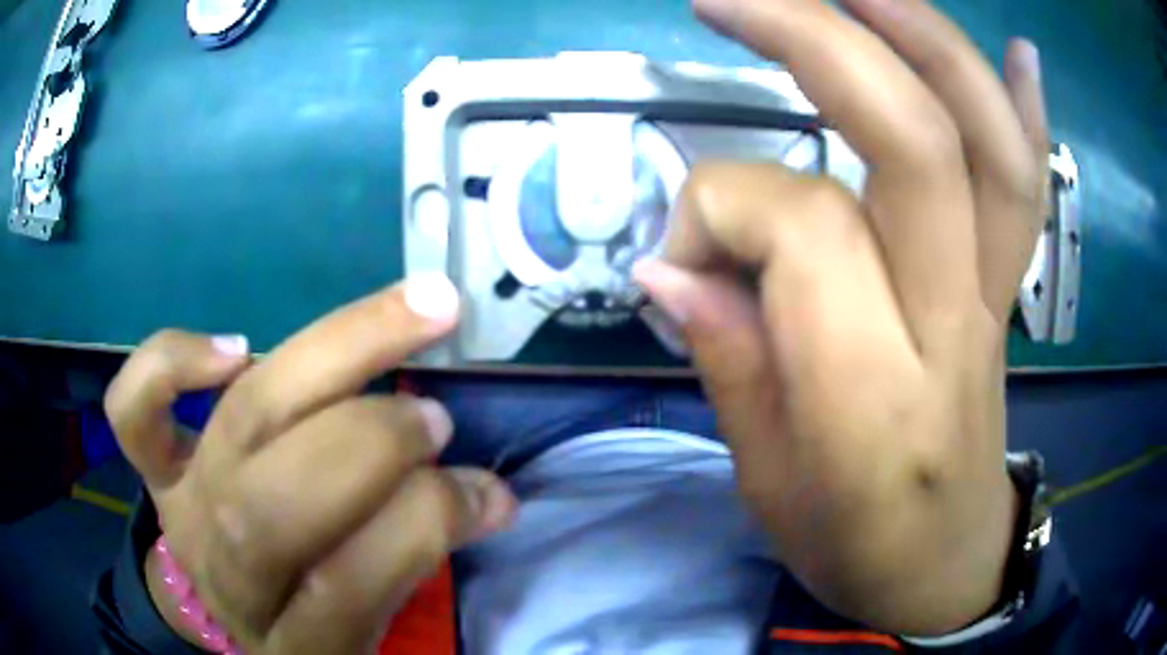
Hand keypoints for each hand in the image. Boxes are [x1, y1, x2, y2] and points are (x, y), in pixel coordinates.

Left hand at [104, 276, 515, 653]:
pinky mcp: (155, 473)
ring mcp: (182, 513)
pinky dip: (168, 363)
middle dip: (368, 443)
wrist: (228, 612)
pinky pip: (133, 413)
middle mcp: (228, 576)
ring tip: (403, 320)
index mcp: (295, 641)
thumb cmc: (308, 616)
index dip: (422, 527)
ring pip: (235, 427)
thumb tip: (489, 494)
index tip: (485, 489)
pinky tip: (234, 347)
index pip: (347, 586)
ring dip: (323, 364)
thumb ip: (419, 559)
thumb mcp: (369, 623)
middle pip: (273, 504)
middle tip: (435, 414)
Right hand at [635, 0, 1047, 634]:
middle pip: (914, 142)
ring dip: (925, 38)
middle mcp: (950, 328)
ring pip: (985, 143)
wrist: (947, 567)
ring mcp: (994, 299)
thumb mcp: (768, 487)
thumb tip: (668, 266)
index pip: (801, 231)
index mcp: (874, 404)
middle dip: (817, 38)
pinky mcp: (1009, 292)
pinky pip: (1030, 187)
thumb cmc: (855, 550)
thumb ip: (729, 362)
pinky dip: (1026, 107)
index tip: (677, 256)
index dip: (717, 211)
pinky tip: (1017, 50)